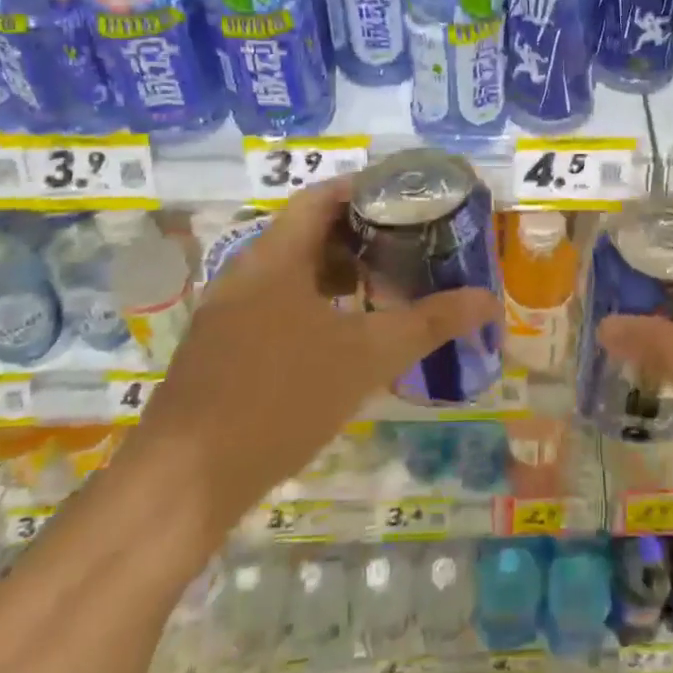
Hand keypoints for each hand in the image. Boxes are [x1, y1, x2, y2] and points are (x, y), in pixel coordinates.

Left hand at [126, 178, 496, 540]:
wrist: (184, 483)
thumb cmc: (280, 398)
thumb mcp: (367, 358)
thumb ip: (429, 323)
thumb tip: (488, 300)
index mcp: (276, 257)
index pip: (322, 197)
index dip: (365, 190)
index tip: (408, 198)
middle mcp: (246, 272)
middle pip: (307, 232)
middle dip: (359, 234)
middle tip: (408, 244)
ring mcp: (227, 312)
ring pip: (290, 271)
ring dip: (336, 272)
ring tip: (383, 287)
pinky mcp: (220, 348)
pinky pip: (274, 303)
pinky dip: (313, 302)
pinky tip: (341, 336)